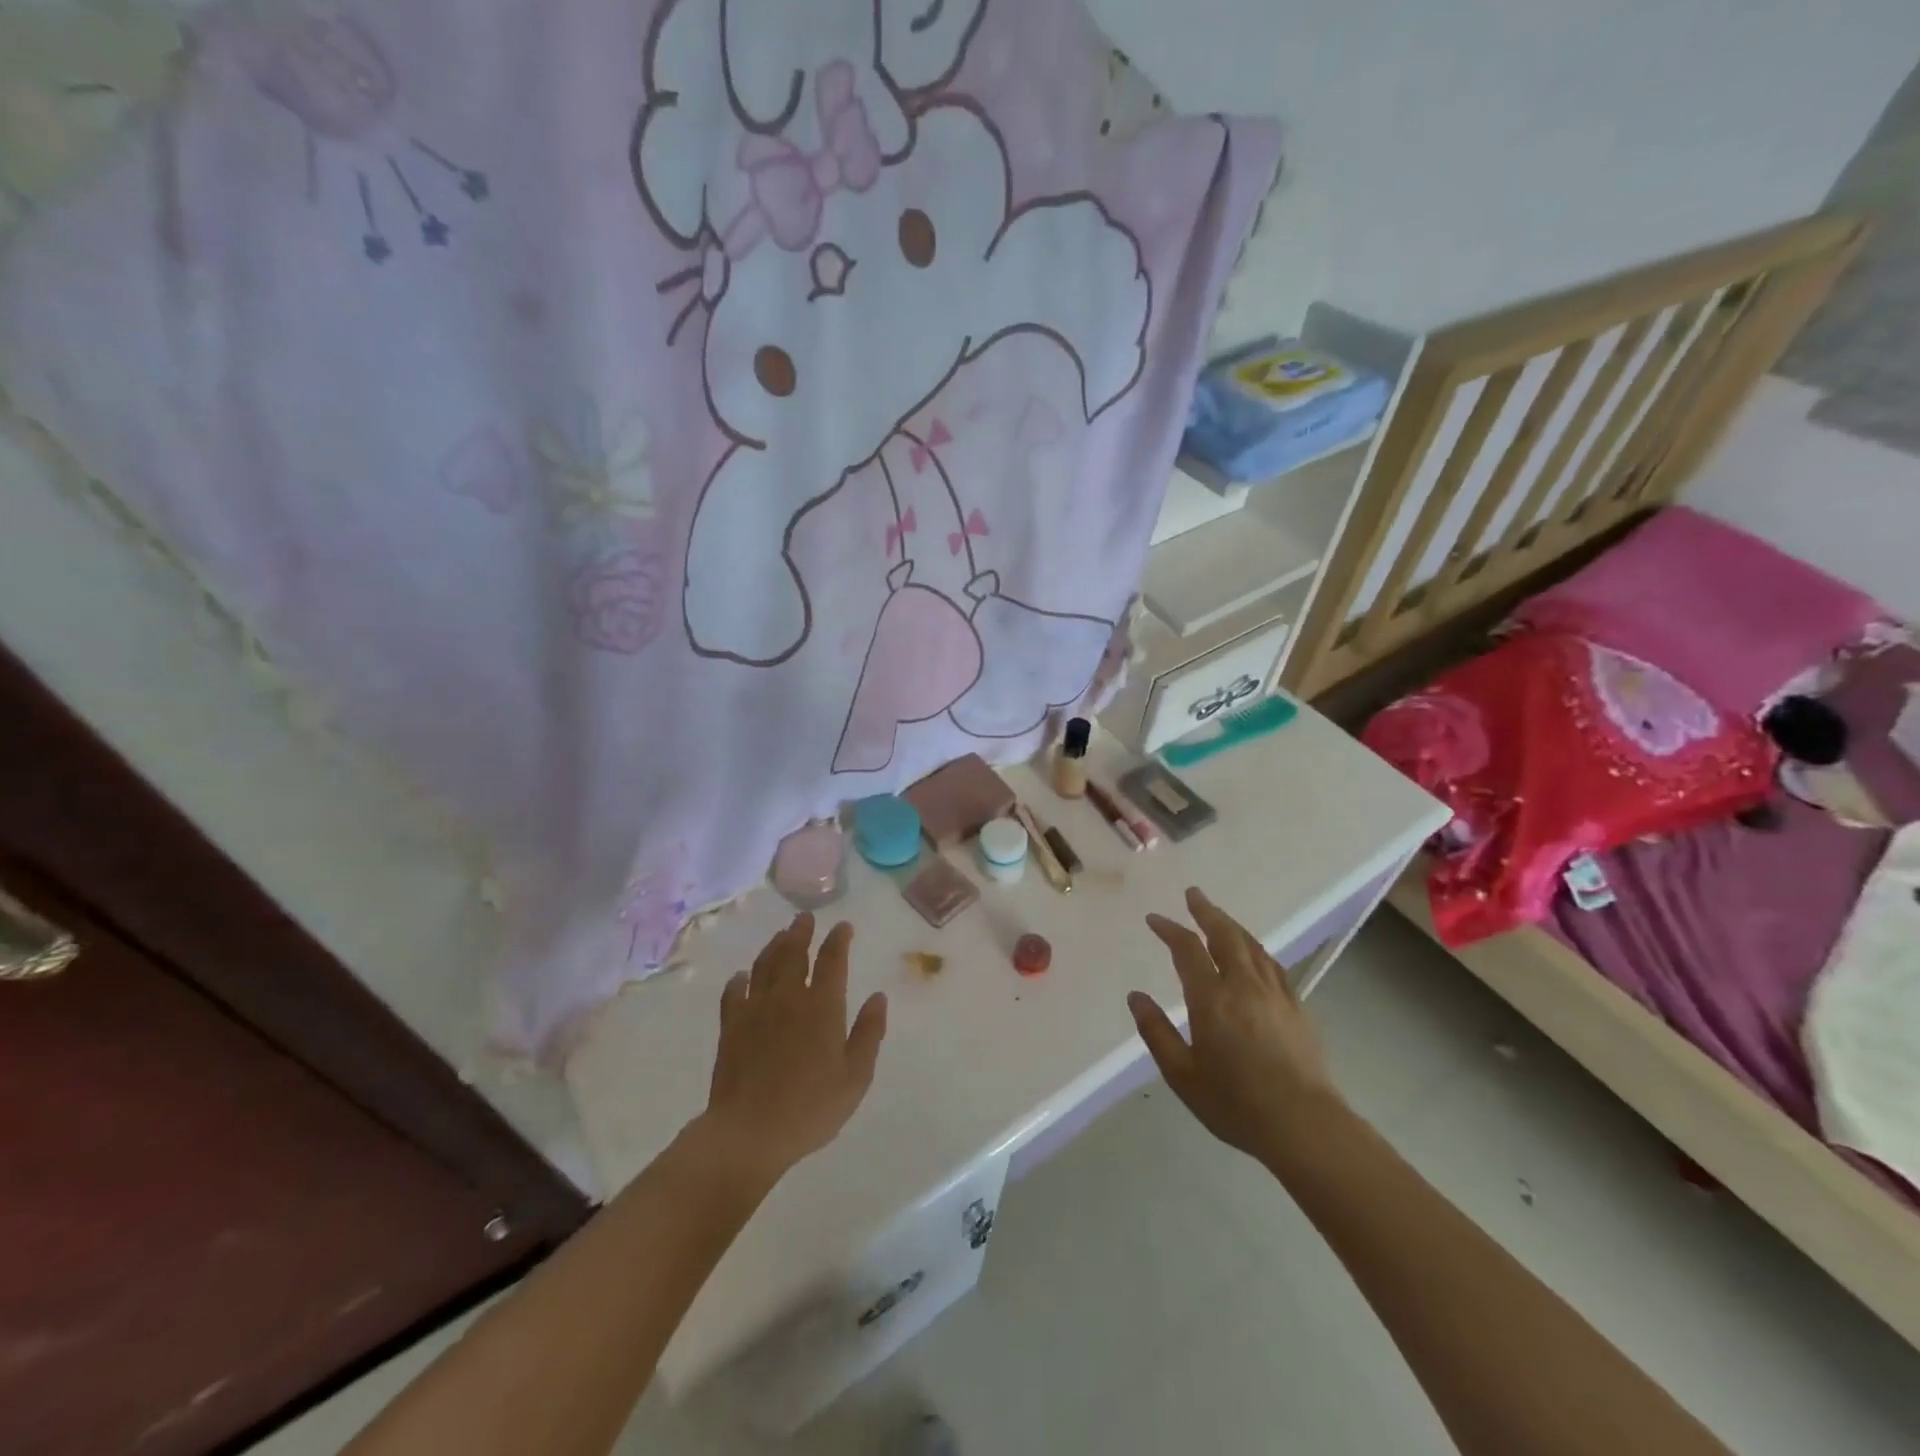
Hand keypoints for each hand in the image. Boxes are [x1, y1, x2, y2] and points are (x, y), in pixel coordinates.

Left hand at [695, 914, 888, 1191]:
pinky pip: (734, 992)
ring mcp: (755, 1009)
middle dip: (801, 932)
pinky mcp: (731, 1026)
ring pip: (764, 965)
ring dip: (774, 946)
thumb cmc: (810, 1108)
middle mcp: (788, 997)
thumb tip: (878, 997)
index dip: (838, 939)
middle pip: (794, 953)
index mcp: (822, 1006)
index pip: (832, 960)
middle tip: (805, 918)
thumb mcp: (855, 1077)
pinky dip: (740, 979)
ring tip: (781, 935)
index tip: (843, 926)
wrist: (749, 1133)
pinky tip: (742, 976)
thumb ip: (869, 1033)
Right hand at [1129, 887, 1342, 1165]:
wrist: (1306, 1126)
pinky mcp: (1297, 1007)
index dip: (1170, 929)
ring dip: (1231, 925)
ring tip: (1218, 916)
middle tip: (1193, 894)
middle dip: (1206, 911)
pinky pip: (1272, 964)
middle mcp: (1244, 986)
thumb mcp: (1183, 1075)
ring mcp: (1275, 994)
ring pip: (1251, 945)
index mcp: (1212, 999)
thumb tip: (1136, 997)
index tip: (1155, 919)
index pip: (1188, 949)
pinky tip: (1253, 953)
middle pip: (1225, 935)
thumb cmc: (1236, 1103)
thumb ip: (1157, 1032)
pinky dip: (1255, 948)